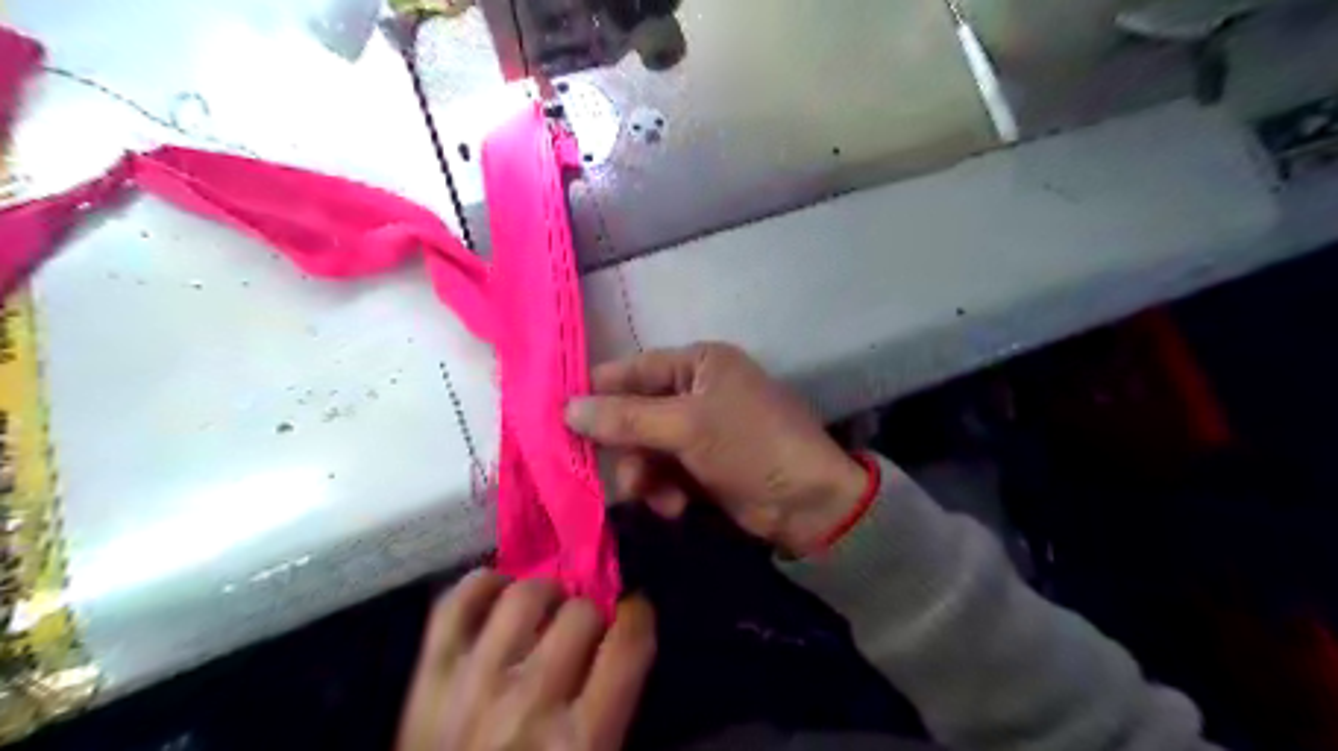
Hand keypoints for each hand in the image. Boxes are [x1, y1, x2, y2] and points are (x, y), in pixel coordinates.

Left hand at [395, 568, 657, 750]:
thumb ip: (612, 712)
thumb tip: (618, 644)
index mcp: (580, 744)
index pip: (628, 645)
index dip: (638, 618)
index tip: (633, 616)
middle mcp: (529, 703)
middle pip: (581, 613)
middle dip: (592, 613)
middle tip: (585, 628)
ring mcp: (472, 684)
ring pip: (525, 595)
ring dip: (545, 595)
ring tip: (545, 611)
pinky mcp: (429, 676)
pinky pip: (458, 601)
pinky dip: (484, 585)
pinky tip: (500, 597)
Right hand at [564, 342, 869, 552]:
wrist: (810, 503)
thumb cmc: (752, 446)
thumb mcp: (688, 427)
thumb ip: (626, 418)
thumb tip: (566, 408)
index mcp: (698, 363)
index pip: (631, 370)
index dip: (596, 394)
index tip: (558, 421)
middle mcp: (695, 390)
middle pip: (634, 413)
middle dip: (627, 447)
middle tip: (620, 473)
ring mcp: (699, 430)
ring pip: (645, 448)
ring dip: (644, 475)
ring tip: (655, 497)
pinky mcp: (703, 466)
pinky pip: (663, 472)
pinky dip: (663, 490)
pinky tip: (675, 507)